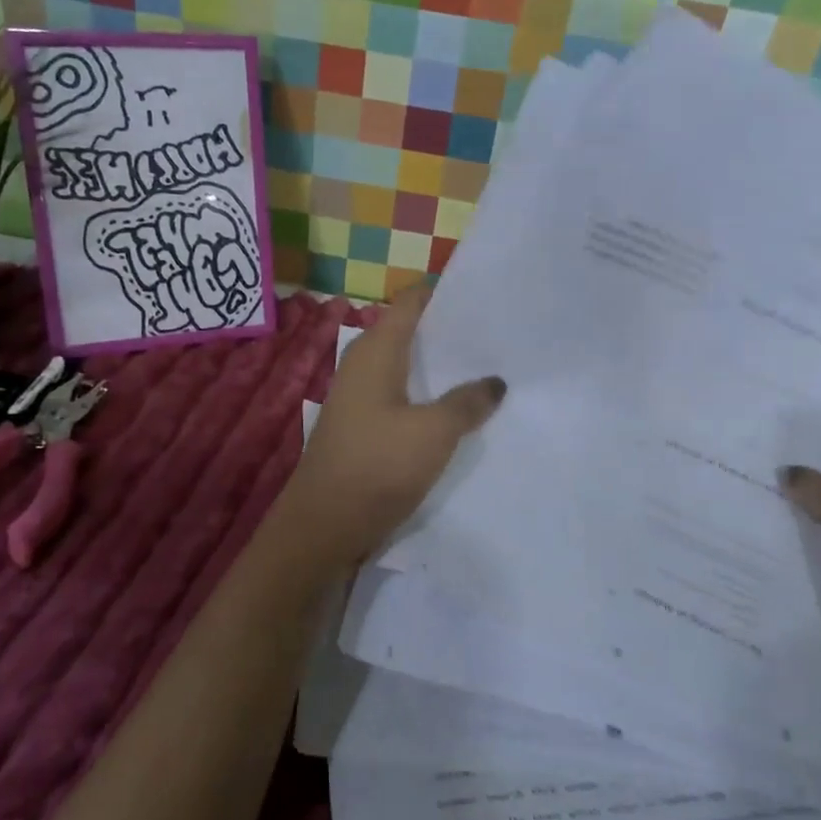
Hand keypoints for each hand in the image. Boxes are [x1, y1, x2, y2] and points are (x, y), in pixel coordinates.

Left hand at [280, 285, 505, 565]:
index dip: (447, 293)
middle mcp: (363, 363)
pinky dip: (427, 395)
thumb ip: (468, 402)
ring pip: (407, 366)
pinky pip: (401, 396)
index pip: (412, 300)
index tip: (486, 297)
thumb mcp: (434, 432)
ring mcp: (359, 396)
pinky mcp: (362, 425)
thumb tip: (495, 381)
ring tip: (486, 369)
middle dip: (451, 332)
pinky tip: (456, 410)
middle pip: (411, 331)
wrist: (323, 526)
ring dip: (441, 368)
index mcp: (375, 349)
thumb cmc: (376, 466)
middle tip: (497, 336)